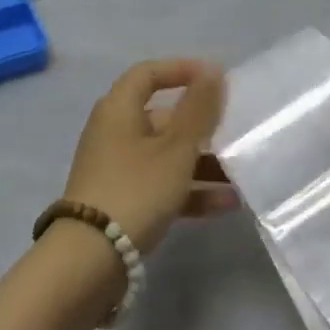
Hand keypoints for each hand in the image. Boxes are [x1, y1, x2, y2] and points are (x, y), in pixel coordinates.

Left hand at [63, 59, 234, 255]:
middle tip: (235, 131)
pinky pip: (161, 185)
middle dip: (201, 125)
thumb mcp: (177, 147)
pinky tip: (226, 203)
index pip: (149, 73)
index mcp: (119, 109)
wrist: (90, 260)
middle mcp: (114, 133)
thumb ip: (199, 109)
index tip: (215, 78)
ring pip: (166, 155)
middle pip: (162, 117)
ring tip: (239, 173)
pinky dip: (190, 190)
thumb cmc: (136, 189)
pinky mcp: (121, 202)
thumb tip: (213, 71)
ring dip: (202, 162)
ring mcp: (116, 169)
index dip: (181, 69)